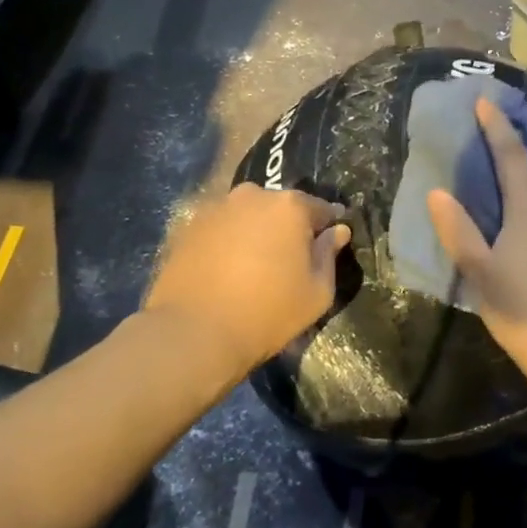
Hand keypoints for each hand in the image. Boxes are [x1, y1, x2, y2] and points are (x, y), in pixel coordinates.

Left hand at [145, 184, 351, 380]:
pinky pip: (221, 228)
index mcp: (289, 206)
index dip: (329, 228)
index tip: (329, 246)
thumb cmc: (267, 313)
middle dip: (289, 227)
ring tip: (255, 266)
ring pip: (249, 216)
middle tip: (289, 260)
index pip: (322, 209)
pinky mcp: (188, 226)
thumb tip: (337, 231)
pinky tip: (226, 270)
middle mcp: (252, 196)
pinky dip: (228, 242)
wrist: (194, 331)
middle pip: (281, 207)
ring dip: (256, 233)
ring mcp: (216, 208)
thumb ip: (329, 255)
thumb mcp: (317, 292)